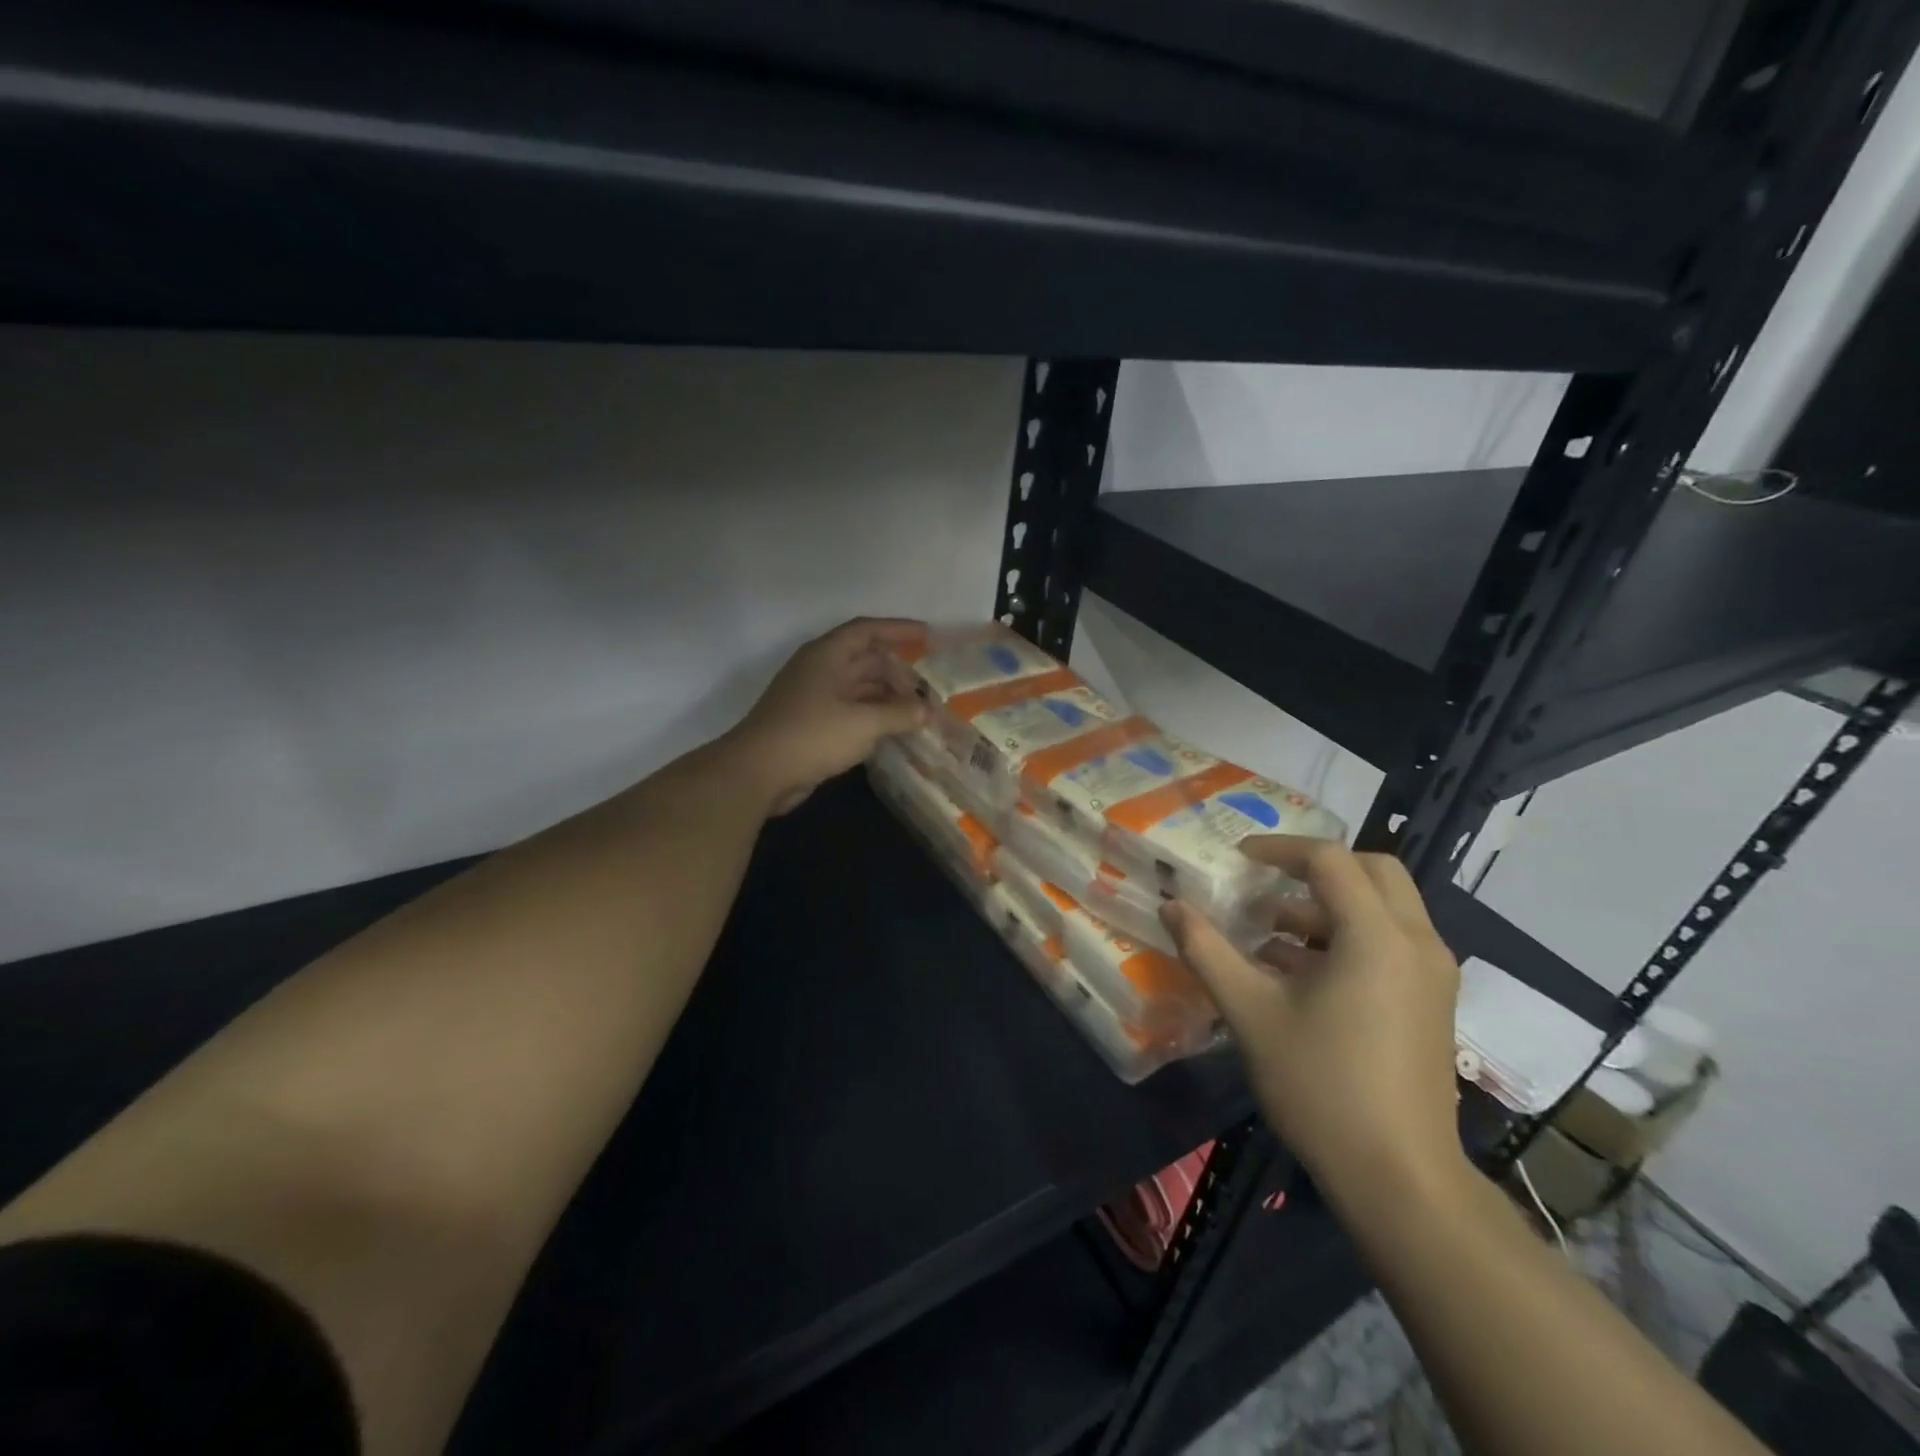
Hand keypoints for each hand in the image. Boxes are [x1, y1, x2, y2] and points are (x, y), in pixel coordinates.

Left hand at [727, 618, 928, 814]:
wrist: (757, 773)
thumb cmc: (811, 736)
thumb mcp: (862, 723)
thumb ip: (898, 714)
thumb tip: (926, 711)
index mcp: (826, 656)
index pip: (866, 631)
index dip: (898, 630)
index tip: (928, 636)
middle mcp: (820, 671)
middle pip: (865, 661)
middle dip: (898, 673)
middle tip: (930, 688)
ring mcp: (814, 699)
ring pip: (859, 689)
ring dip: (888, 699)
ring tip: (920, 712)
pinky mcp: (812, 726)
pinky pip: (851, 713)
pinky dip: (874, 719)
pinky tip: (896, 732)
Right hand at [1161, 837, 1466, 1207]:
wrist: (1400, 1179)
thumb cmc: (1322, 1086)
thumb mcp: (1250, 1012)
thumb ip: (1207, 951)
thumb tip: (1171, 906)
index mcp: (1377, 936)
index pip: (1330, 860)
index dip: (1279, 849)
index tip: (1238, 859)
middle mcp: (1416, 943)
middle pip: (1371, 871)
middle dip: (1315, 868)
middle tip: (1266, 882)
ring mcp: (1432, 975)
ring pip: (1383, 908)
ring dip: (1328, 906)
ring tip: (1269, 930)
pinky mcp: (1431, 1003)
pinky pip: (1390, 943)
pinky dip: (1346, 936)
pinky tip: (1297, 971)